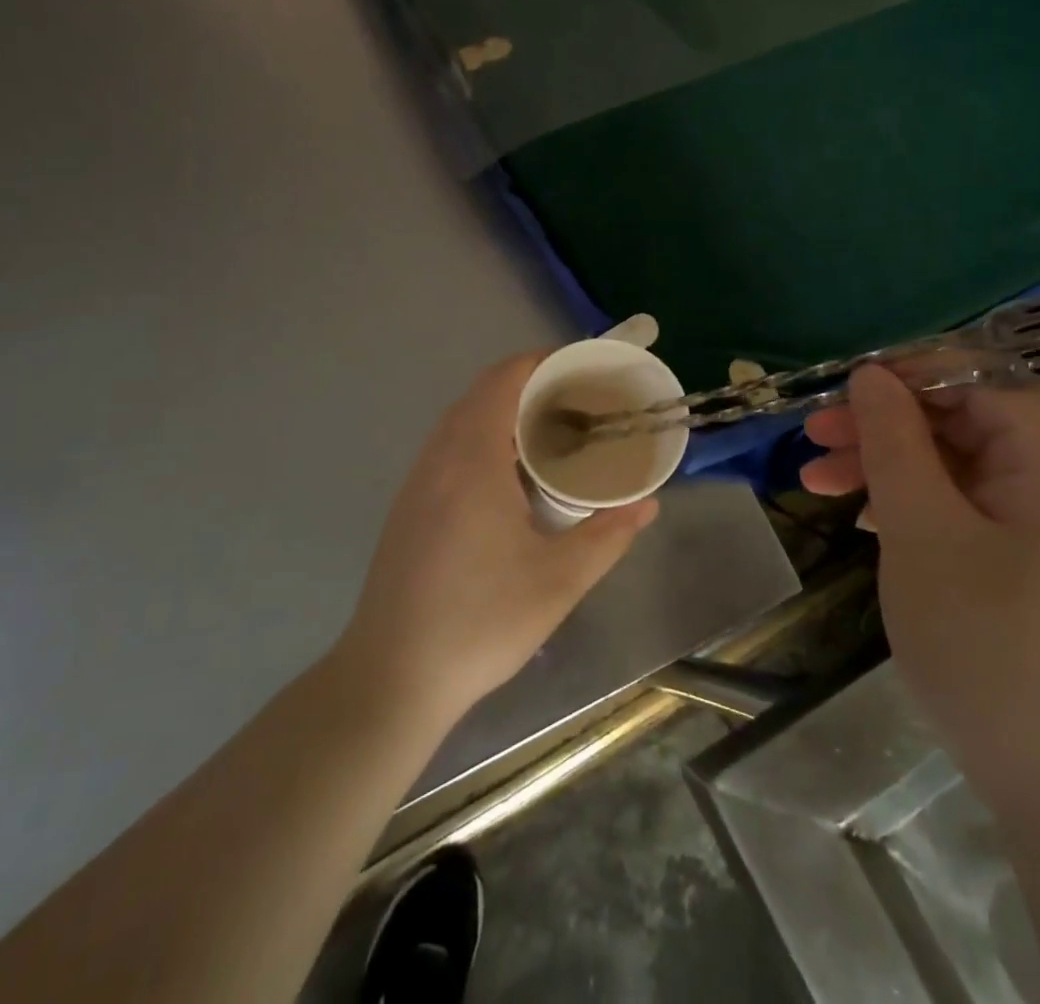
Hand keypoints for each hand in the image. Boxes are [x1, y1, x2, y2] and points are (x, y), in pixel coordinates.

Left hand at [337, 353, 659, 725]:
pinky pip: (448, 448)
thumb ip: (608, 535)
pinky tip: (509, 480)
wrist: (392, 676)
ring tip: (550, 436)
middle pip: (483, 394)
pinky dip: (483, 439)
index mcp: (473, 460)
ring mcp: (417, 482)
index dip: (541, 363)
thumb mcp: (559, 580)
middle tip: (578, 405)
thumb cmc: (481, 622)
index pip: (504, 380)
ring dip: (504, 414)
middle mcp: (439, 457)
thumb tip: (648, 504)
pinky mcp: (408, 506)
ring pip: (462, 421)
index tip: (581, 370)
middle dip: (530, 387)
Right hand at [802, 366, 1039, 822]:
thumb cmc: (993, 648)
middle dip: (885, 427)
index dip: (911, 374)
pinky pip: (969, 516)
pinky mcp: (1036, 574)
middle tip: (813, 440)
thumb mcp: (923, 533)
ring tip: (818, 484)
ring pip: (960, 472)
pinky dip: (915, 510)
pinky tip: (866, 525)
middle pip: (966, 424)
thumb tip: (872, 375)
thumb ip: (895, 443)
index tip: (843, 390)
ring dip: (889, 470)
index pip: (983, 380)